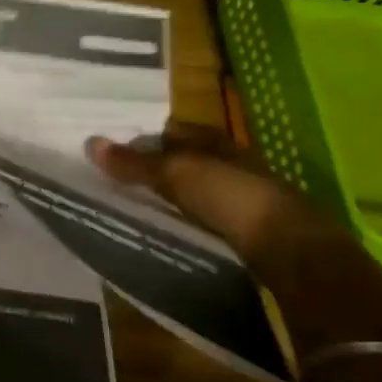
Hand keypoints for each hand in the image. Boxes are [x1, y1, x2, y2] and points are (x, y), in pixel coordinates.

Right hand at [86, 120, 327, 264]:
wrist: (291, 250)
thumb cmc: (232, 197)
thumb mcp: (177, 174)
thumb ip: (135, 162)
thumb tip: (90, 142)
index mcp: (216, 142)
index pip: (177, 131)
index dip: (149, 138)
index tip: (119, 151)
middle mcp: (232, 164)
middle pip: (188, 160)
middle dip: (160, 166)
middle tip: (123, 179)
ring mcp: (243, 198)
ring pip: (199, 190)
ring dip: (174, 196)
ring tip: (139, 206)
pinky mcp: (249, 231)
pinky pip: (208, 218)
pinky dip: (188, 220)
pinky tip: (171, 229)